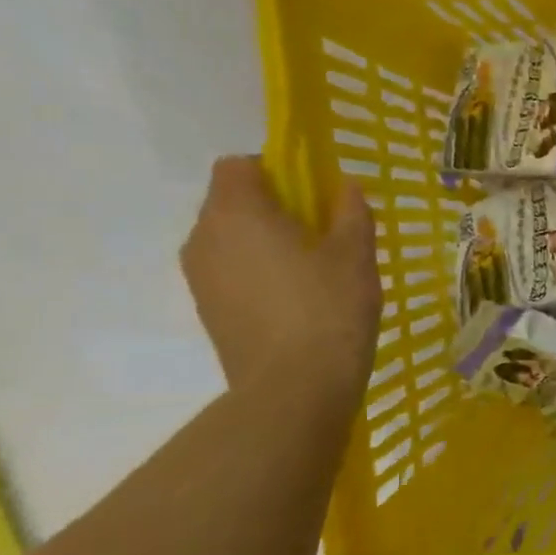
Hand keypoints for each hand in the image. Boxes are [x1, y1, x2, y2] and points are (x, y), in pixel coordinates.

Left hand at [180, 157, 379, 393]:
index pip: (238, 165)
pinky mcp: (207, 310)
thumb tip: (345, 187)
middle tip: (323, 233)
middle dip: (274, 207)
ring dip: (265, 241)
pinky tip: (296, 300)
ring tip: (313, 270)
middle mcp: (204, 237)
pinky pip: (230, 271)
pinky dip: (258, 272)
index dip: (276, 170)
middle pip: (232, 202)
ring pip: (231, 239)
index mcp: (236, 212)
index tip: (314, 195)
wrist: (294, 388)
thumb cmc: (328, 308)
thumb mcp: (356, 253)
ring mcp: (199, 277)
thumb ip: (350, 212)